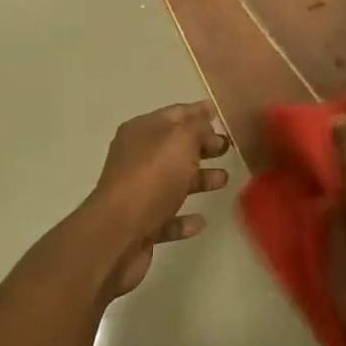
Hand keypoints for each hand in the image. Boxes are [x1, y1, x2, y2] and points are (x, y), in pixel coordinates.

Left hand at [86, 102, 230, 295]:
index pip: (174, 114)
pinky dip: (184, 218)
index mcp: (141, 132)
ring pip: (173, 181)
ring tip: (223, 180)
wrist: (117, 234)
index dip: (198, 112)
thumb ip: (197, 128)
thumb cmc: (151, 178)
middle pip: (174, 147)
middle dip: (201, 146)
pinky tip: (201, 221)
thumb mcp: (180, 141)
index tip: (219, 114)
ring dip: (199, 179)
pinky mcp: (141, 225)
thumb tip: (205, 122)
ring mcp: (137, 192)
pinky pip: (168, 217)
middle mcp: (136, 158)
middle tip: (227, 148)